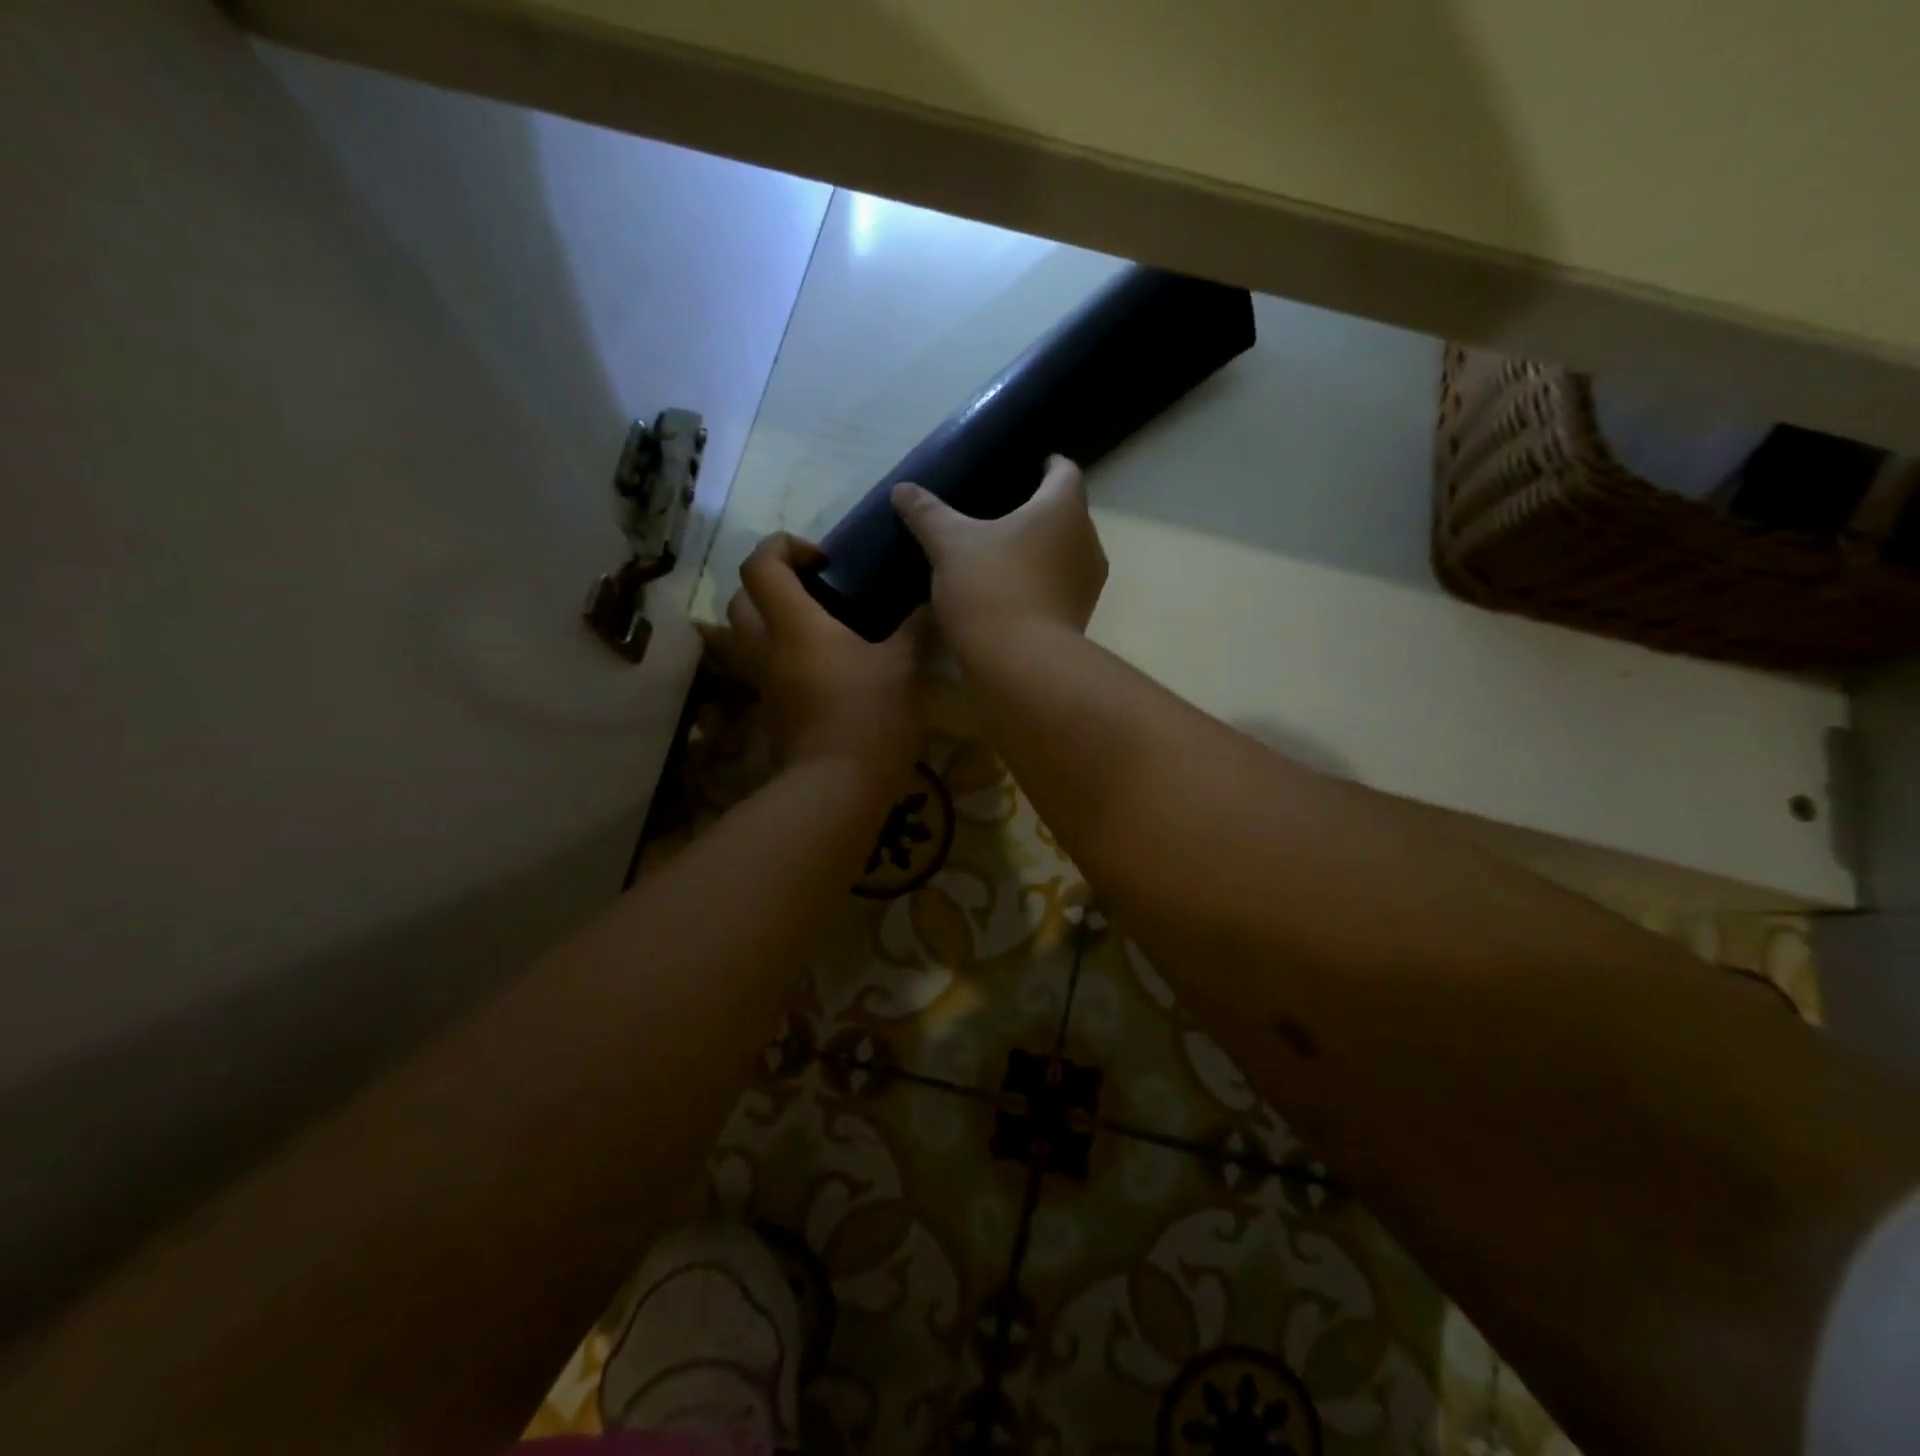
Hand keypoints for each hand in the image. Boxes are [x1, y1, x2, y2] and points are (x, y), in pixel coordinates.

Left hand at [705, 534, 922, 784]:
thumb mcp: (902, 669)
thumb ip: (915, 630)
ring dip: (766, 615)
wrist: (838, 787)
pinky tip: (819, 662)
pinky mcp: (771, 708)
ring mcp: (765, 681)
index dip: (782, 545)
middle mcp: (768, 647)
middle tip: (811, 586)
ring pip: (743, 633)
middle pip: (740, 596)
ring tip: (812, 621)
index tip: (820, 557)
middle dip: (768, 580)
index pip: (761, 565)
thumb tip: (934, 603)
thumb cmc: (870, 718)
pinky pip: (762, 664)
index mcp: (795, 625)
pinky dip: (778, 650)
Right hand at [892, 455, 1107, 647]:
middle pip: (1067, 512)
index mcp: (1063, 508)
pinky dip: (1039, 580)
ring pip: (1064, 551)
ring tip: (1003, 551)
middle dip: (1039, 509)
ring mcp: (1087, 583)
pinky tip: (1009, 588)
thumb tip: (902, 489)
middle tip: (1002, 510)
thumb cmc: (990, 586)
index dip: (1047, 464)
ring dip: (1040, 548)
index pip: (1065, 470)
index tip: (1025, 466)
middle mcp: (1087, 540)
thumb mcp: (949, 544)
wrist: (1020, 664)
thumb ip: (927, 513)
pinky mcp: (1078, 616)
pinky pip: (1059, 585)